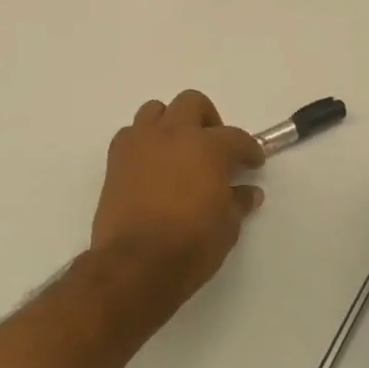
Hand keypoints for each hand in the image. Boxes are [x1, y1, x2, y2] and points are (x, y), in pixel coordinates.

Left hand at [89, 90, 266, 317]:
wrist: (135, 264)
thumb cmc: (190, 245)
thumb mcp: (227, 227)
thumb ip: (238, 202)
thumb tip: (249, 192)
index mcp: (207, 147)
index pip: (235, 137)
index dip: (248, 149)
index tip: (252, 162)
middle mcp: (173, 134)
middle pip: (192, 103)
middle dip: (207, 120)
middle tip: (214, 148)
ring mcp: (140, 142)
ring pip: (155, 110)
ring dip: (170, 123)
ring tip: (178, 150)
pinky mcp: (115, 159)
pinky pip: (130, 134)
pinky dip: (143, 142)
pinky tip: (151, 165)